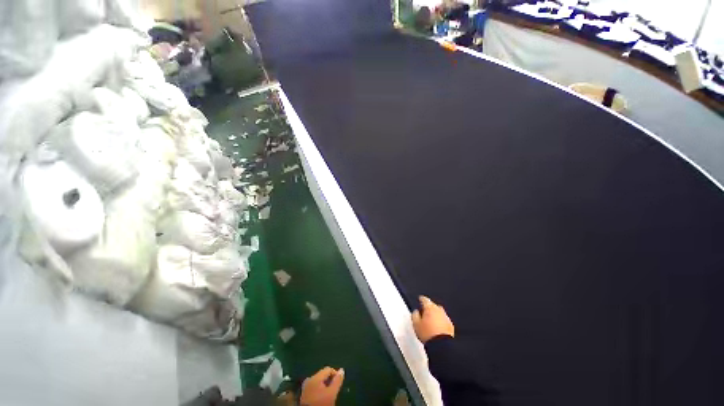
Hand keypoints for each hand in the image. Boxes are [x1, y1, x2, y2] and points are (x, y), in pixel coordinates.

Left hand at [300, 367, 344, 405]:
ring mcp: (305, 387)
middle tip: (333, 390)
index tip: (338, 384)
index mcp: (314, 377)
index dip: (335, 374)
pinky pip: (314, 387)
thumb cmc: (321, 404)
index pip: (328, 369)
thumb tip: (342, 370)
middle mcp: (309, 379)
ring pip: (319, 382)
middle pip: (323, 375)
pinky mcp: (304, 394)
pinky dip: (319, 390)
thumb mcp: (332, 393)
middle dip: (329, 381)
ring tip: (328, 394)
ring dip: (325, 386)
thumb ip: (337, 381)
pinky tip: (322, 397)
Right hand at [411, 295, 454, 342]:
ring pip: (439, 312)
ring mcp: (446, 317)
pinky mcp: (451, 325)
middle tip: (425, 312)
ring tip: (431, 320)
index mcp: (429, 307)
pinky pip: (444, 320)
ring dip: (435, 314)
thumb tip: (416, 311)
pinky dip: (441, 321)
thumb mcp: (416, 324)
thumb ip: (415, 315)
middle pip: (433, 305)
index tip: (420, 299)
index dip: (421, 299)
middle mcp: (439, 310)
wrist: (442, 346)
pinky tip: (438, 327)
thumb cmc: (427, 334)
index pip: (424, 299)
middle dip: (429, 307)